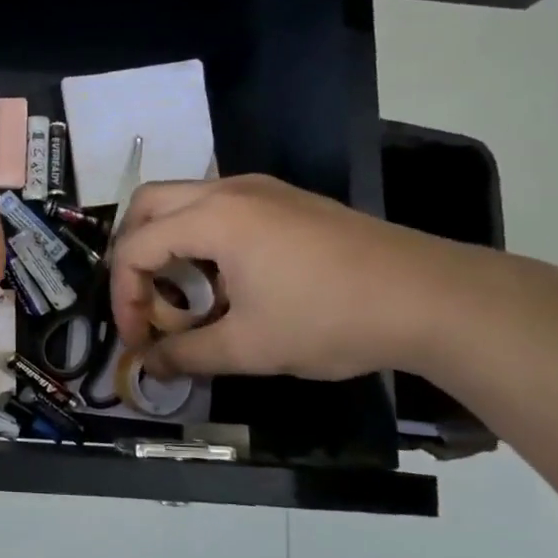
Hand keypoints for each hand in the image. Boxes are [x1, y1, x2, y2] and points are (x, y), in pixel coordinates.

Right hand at [109, 175, 475, 380]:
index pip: (135, 248)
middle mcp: (229, 190)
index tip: (138, 341)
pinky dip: (200, 239)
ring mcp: (262, 190)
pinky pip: (219, 208)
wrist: (434, 299)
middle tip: (143, 301)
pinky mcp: (287, 201)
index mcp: (213, 218)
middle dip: (133, 255)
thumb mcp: (249, 348)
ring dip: (167, 245)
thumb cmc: (330, 319)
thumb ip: (186, 354)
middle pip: (148, 205)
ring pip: (184, 202)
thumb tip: (149, 367)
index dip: (123, 297)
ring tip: (181, 296)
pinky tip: (223, 282)